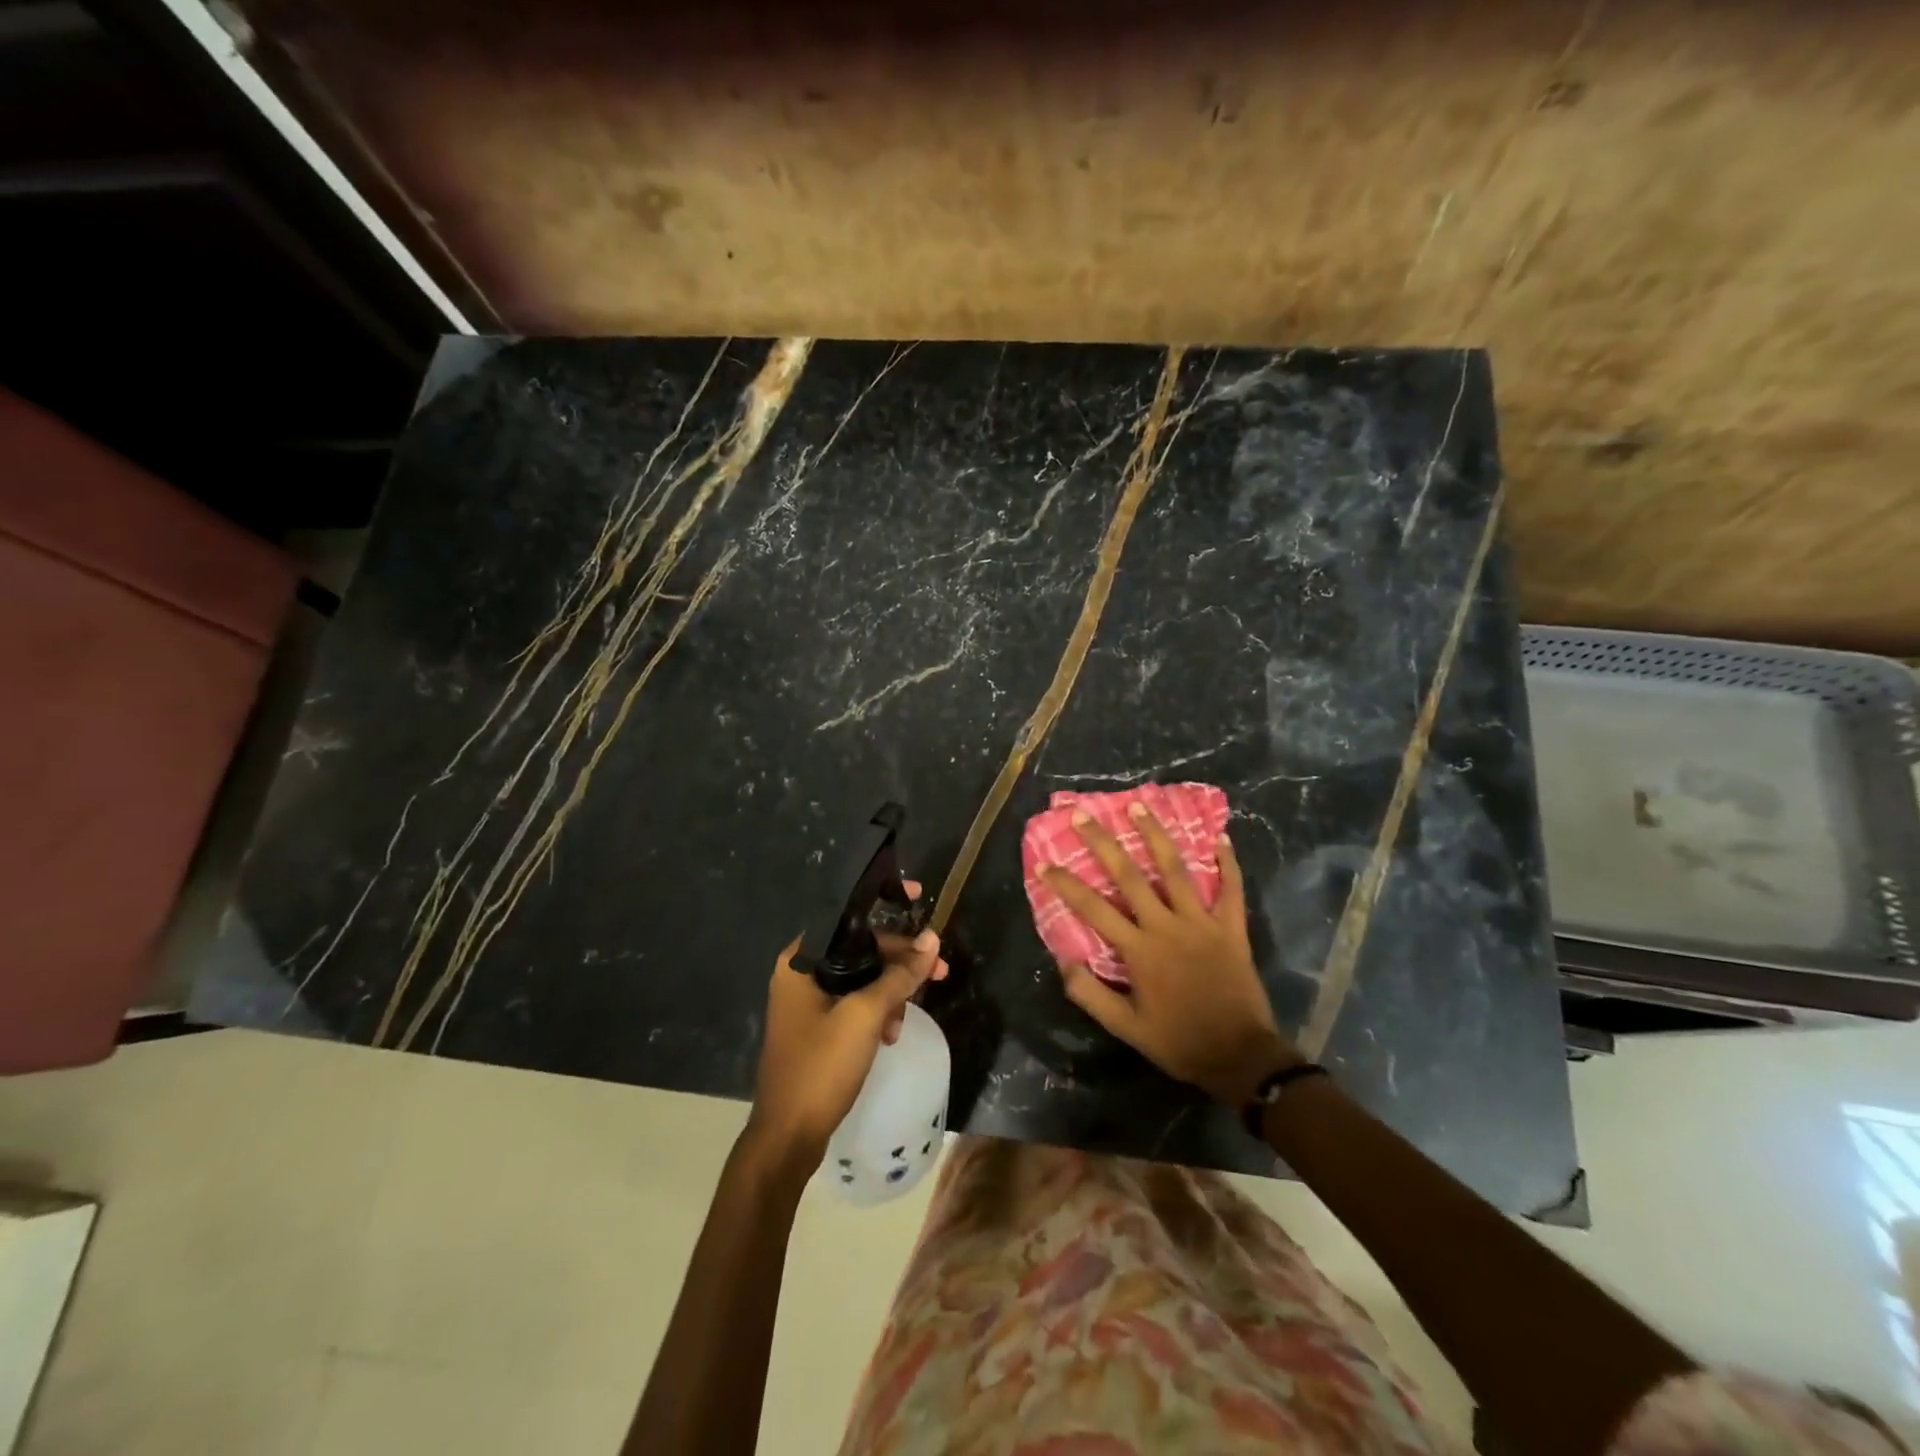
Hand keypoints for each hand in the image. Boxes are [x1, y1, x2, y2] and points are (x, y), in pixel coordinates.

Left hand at [744, 881, 947, 1172]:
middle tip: (940, 970)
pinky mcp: (817, 1027)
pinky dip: (876, 1012)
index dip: (883, 901)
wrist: (788, 1136)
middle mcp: (800, 973)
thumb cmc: (821, 1066)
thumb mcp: (866, 1016)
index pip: (847, 915)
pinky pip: (854, 1003)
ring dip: (890, 991)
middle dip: (899, 959)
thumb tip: (932, 940)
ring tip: (906, 1018)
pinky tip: (890, 1035)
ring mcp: (807, 1002)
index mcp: (801, 961)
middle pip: (859, 948)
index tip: (916, 896)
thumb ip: (899, 975)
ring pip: (861, 978)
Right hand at [1041, 806, 1300, 1106]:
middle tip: (1084, 815)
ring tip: (1140, 806)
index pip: (1094, 909)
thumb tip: (1064, 960)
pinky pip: (1231, 890)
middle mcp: (1167, 926)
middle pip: (1130, 876)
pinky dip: (1228, 864)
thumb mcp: (1126, 1028)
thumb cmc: (1179, 1042)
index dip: (1066, 884)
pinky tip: (1221, 837)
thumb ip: (1091, 995)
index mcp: (1139, 950)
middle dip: (1103, 843)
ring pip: (1176, 870)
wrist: (1241, 1057)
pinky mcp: (1231, 928)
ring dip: (1156, 836)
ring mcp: (1202, 923)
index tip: (1045, 864)